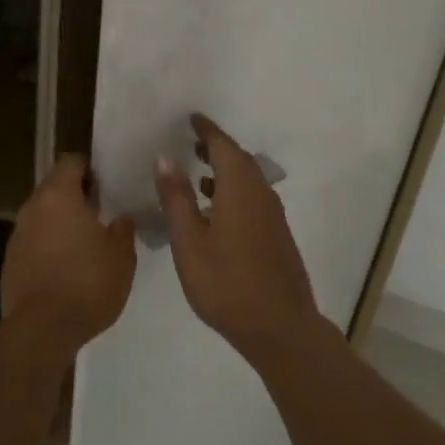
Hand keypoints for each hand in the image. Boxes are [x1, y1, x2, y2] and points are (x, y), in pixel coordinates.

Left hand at [3, 155, 137, 350]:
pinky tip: (65, 268)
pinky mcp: (9, 262)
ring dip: (60, 223)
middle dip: (75, 196)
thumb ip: (123, 230)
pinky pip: (32, 242)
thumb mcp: (122, 257)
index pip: (70, 162)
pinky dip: (47, 247)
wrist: (41, 330)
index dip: (88, 168)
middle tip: (100, 213)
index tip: (105, 183)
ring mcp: (16, 235)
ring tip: (84, 243)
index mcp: (59, 196)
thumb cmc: (87, 283)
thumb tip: (121, 218)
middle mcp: (32, 207)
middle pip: (53, 188)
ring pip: (42, 216)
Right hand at [155, 115, 319, 358]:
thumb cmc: (226, 282)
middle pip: (239, 159)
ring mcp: (273, 216)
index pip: (223, 146)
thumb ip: (177, 197)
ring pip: (248, 180)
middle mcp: (261, 193)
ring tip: (200, 174)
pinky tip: (218, 211)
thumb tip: (165, 156)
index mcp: (240, 188)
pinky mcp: (277, 235)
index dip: (206, 130)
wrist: (279, 326)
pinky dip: (234, 191)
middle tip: (192, 142)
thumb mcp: (189, 241)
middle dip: (216, 148)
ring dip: (225, 170)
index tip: (192, 118)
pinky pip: (253, 198)